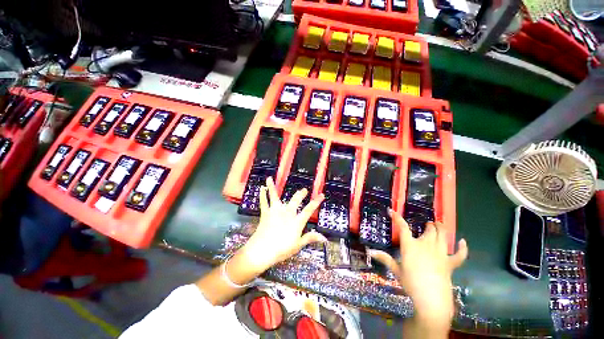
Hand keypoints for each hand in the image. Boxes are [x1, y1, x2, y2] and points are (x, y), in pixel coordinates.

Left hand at [240, 177, 326, 273]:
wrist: (262, 251)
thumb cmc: (281, 249)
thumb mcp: (298, 245)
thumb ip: (310, 238)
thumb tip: (324, 238)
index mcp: (296, 221)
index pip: (309, 209)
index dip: (316, 202)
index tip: (321, 195)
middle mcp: (287, 213)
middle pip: (295, 199)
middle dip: (300, 194)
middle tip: (304, 190)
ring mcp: (275, 211)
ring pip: (275, 196)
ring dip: (272, 186)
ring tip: (270, 178)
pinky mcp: (266, 213)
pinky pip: (264, 201)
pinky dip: (263, 194)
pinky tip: (261, 188)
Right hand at [369, 210, 467, 326]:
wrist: (431, 300)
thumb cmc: (411, 284)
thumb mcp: (396, 270)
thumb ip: (385, 259)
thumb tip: (371, 252)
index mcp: (410, 246)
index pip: (402, 227)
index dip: (397, 217)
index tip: (392, 210)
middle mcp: (426, 245)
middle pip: (429, 229)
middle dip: (428, 224)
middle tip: (427, 224)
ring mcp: (440, 253)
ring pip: (443, 236)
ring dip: (441, 228)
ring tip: (439, 225)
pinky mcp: (450, 263)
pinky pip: (459, 254)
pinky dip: (462, 248)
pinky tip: (462, 242)